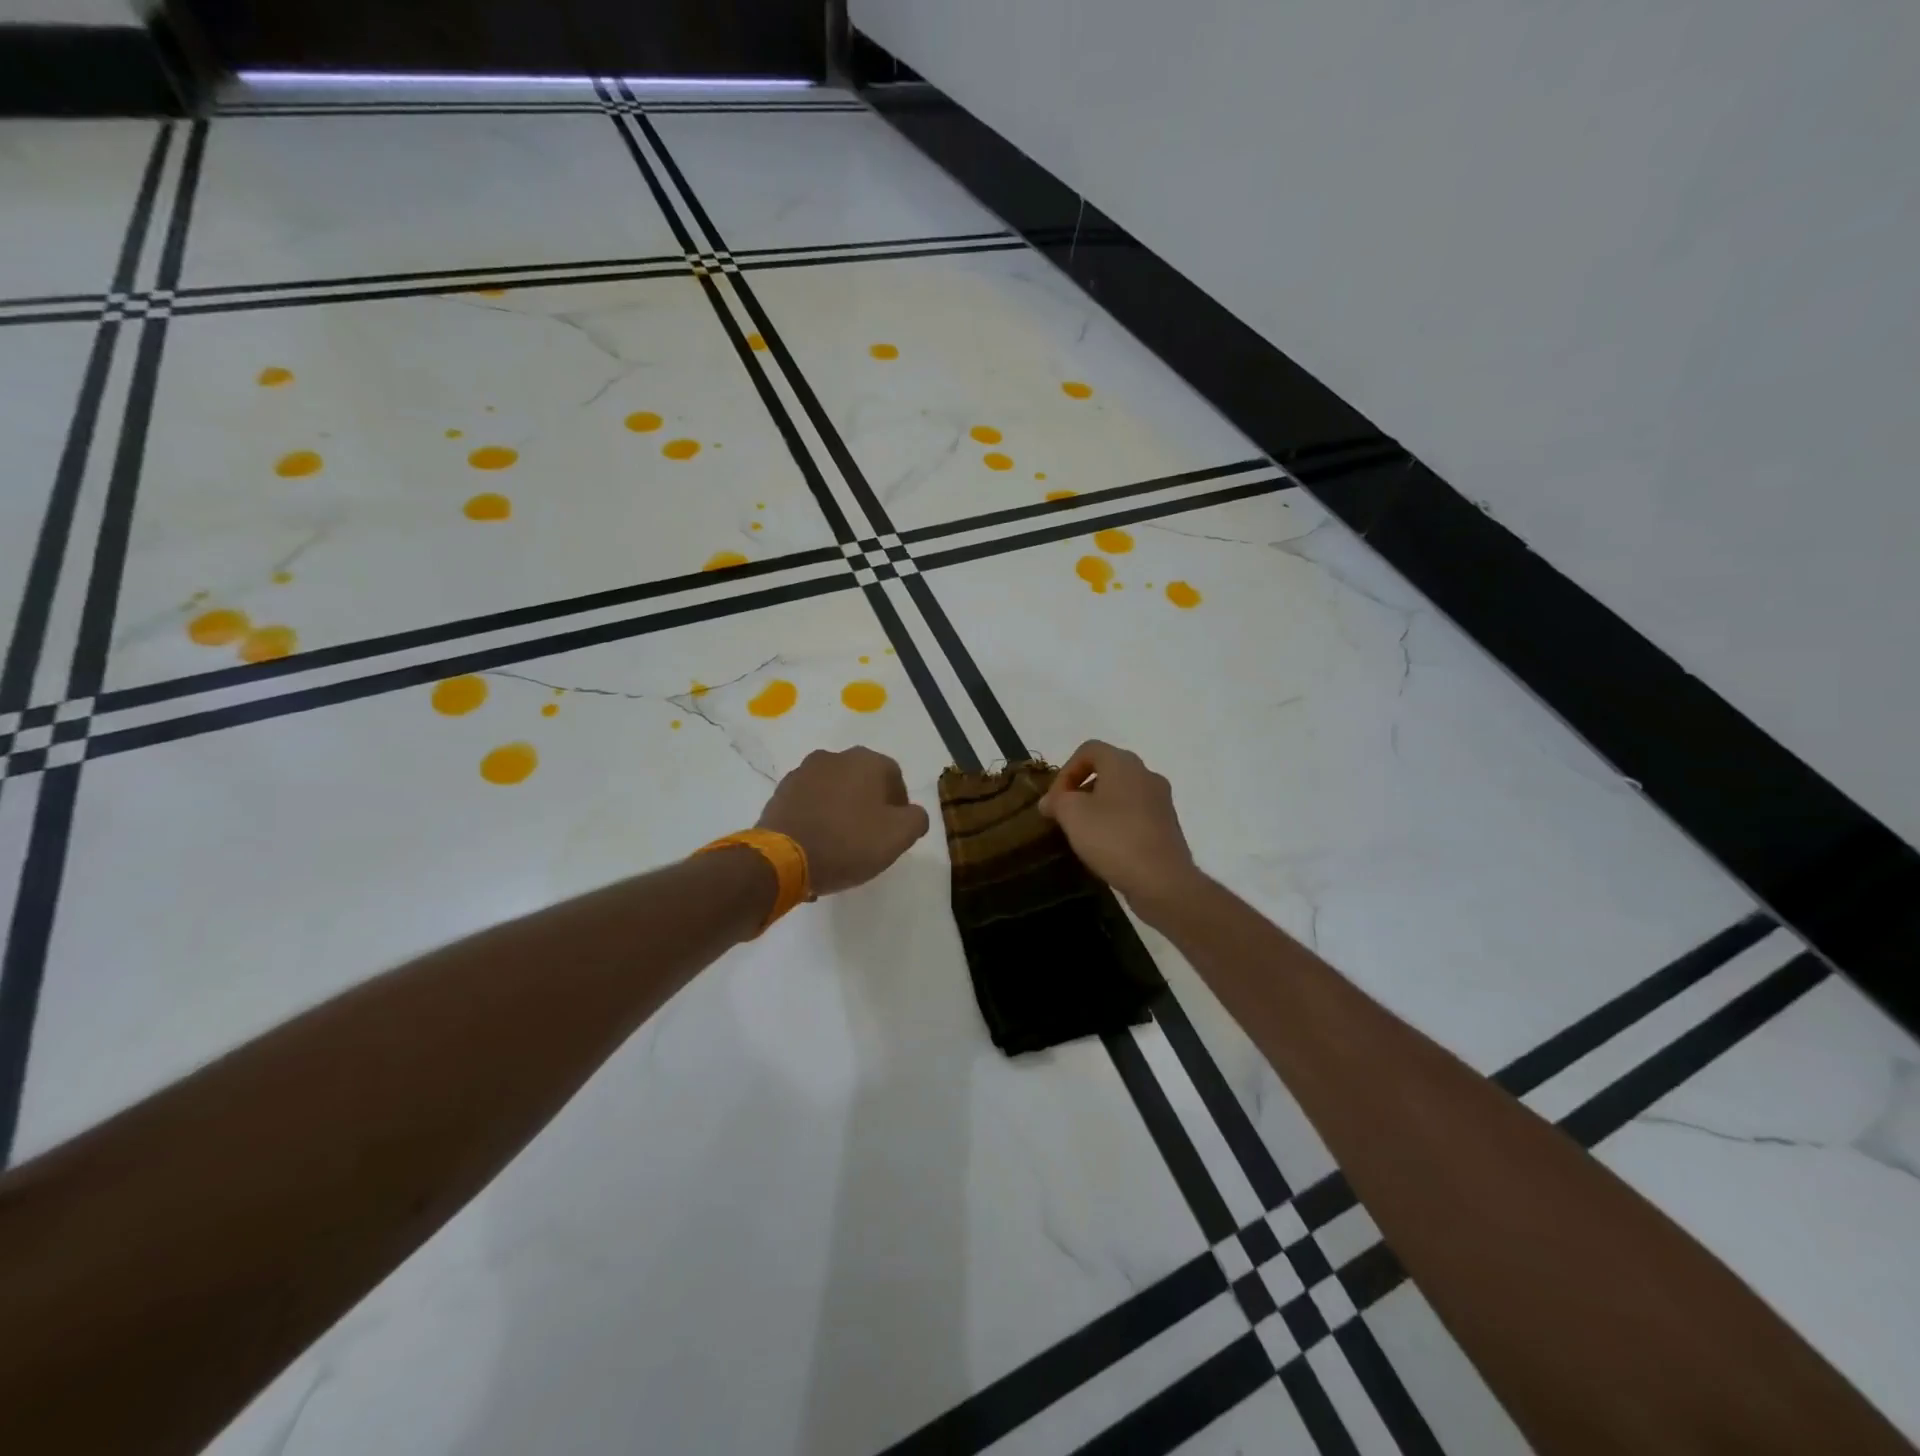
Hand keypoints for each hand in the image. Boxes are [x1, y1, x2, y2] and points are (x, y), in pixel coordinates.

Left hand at [757, 747, 930, 896]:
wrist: (783, 859)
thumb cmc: (848, 843)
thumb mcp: (899, 836)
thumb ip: (916, 819)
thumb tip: (912, 814)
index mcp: (866, 760)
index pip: (894, 777)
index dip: (899, 805)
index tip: (894, 831)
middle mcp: (834, 757)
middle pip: (862, 781)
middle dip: (869, 804)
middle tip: (869, 836)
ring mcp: (803, 772)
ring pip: (834, 790)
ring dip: (841, 809)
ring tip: (840, 842)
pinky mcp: (780, 792)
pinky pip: (809, 802)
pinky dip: (817, 816)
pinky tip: (817, 842)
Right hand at [1038, 741, 1199, 907]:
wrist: (1162, 880)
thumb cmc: (1113, 838)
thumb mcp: (1072, 815)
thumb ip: (1056, 801)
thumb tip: (1050, 801)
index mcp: (1124, 763)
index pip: (1089, 749)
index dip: (1066, 770)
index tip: (1056, 799)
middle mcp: (1146, 774)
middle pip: (1107, 769)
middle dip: (1081, 788)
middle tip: (1066, 813)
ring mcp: (1161, 800)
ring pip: (1122, 792)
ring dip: (1099, 806)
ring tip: (1084, 832)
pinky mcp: (1167, 825)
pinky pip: (1135, 813)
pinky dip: (1117, 822)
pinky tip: (1107, 846)